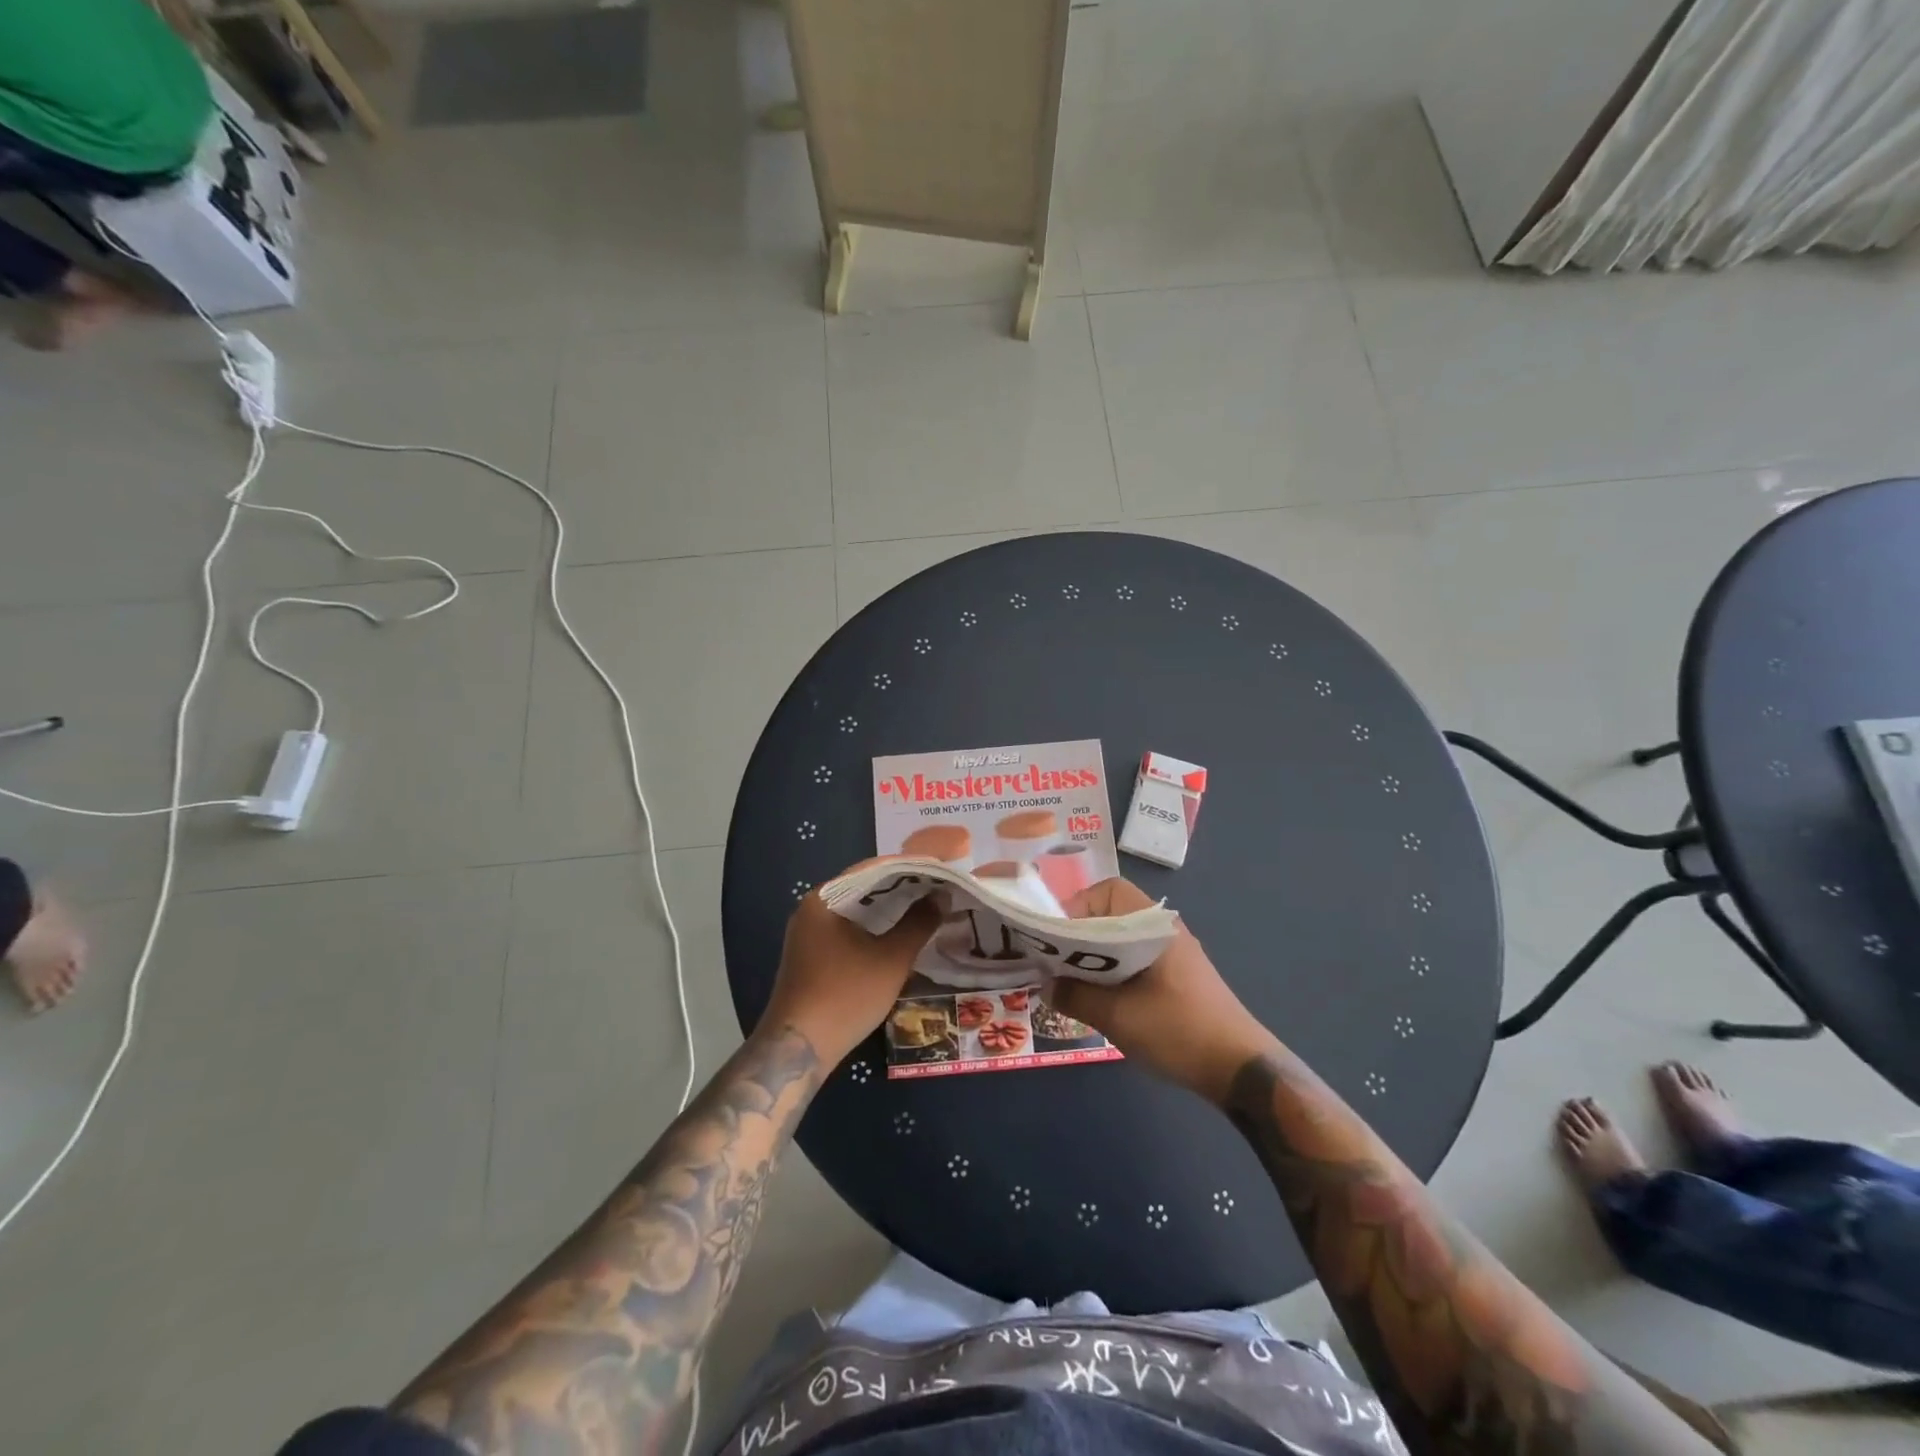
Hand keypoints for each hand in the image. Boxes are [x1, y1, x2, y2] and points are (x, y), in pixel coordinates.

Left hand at [758, 859, 938, 1066]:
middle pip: (863, 888)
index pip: (872, 869)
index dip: (909, 868)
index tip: (939, 871)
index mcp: (824, 899)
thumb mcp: (891, 959)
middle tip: (938, 889)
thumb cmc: (845, 996)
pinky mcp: (811, 956)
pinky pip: (848, 930)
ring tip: (926, 909)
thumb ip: (919, 923)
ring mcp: (808, 934)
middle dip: (902, 889)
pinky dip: (874, 929)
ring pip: (857, 911)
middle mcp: (812, 909)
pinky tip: (899, 935)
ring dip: (889, 911)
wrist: (798, 1050)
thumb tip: (941, 896)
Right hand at [1044, 877, 1273, 1103]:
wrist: (1240, 1069)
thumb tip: (1046, 985)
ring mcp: (1173, 953)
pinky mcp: (1177, 976)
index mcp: (1153, 926)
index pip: (1108, 891)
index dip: (1076, 907)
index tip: (1055, 939)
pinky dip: (1112, 970)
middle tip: (1055, 962)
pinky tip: (1102, 1000)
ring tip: (1072, 982)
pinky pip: (1134, 959)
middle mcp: (1163, 930)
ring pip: (1121, 939)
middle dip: (1079, 934)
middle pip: (1111, 913)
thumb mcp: (1118, 1016)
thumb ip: (1075, 996)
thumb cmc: (1178, 1031)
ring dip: (1095, 956)